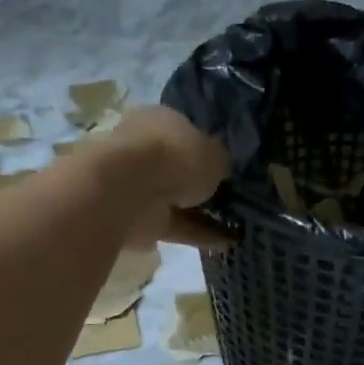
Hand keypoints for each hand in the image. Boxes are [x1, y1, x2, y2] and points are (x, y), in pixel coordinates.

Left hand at [98, 106, 231, 248]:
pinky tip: (225, 244)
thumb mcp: (215, 153)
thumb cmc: (174, 156)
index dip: (207, 148)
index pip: (185, 131)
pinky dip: (196, 233)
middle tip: (231, 196)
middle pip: (176, 166)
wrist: (127, 191)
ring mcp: (136, 184)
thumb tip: (221, 168)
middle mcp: (145, 148)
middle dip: (199, 181)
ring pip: (174, 197)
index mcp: (160, 120)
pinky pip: (173, 224)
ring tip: (236, 224)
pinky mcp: (136, 217)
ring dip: (200, 212)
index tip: (227, 166)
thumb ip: (219, 162)